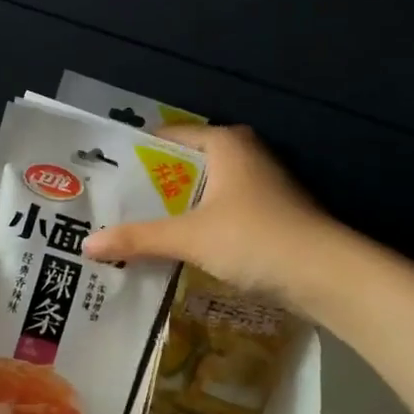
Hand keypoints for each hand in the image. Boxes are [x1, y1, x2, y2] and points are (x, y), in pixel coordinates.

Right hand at [82, 125, 339, 312]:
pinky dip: (195, 226)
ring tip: (131, 228)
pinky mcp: (267, 215)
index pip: (167, 137)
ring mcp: (259, 186)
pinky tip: (172, 247)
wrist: (327, 276)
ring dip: (172, 210)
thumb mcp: (189, 237)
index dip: (134, 156)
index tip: (102, 177)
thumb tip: (86, 245)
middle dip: (149, 188)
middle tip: (109, 206)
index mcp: (225, 143)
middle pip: (182, 166)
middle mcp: (243, 155)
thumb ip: (138, 238)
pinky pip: (218, 213)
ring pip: (201, 192)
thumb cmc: (255, 238)